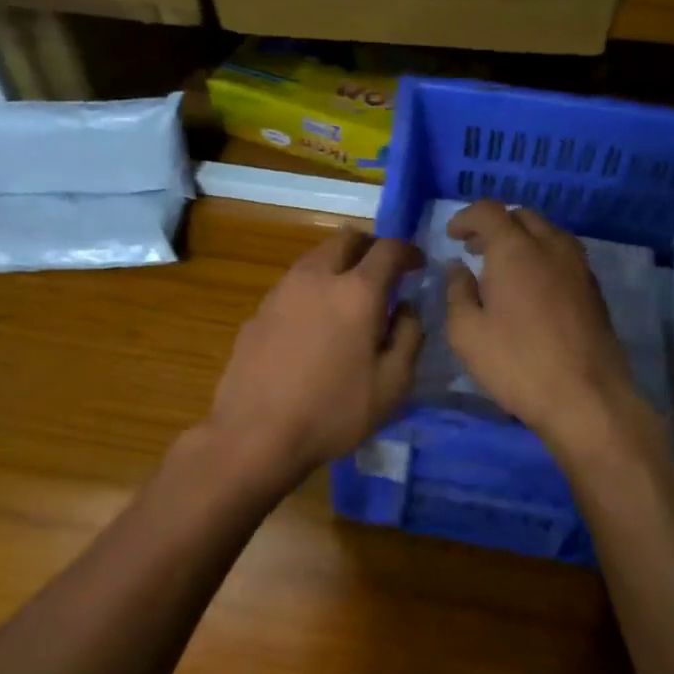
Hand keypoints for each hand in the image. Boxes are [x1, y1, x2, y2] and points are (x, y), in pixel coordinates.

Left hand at [205, 227, 424, 485]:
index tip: (417, 265)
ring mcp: (281, 291)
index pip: (388, 249)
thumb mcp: (392, 385)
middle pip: (345, 239)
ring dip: (337, 265)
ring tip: (347, 298)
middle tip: (381, 272)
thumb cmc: (333, 411)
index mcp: (356, 291)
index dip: (408, 251)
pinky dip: (311, 290)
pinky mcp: (258, 311)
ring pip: (314, 258)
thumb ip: (409, 337)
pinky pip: (292, 286)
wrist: (255, 433)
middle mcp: (316, 278)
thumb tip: (407, 308)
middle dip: (369, 247)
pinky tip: (313, 324)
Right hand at [443, 202, 662, 454]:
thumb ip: (457, 292)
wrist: (586, 397)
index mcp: (515, 250)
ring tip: (503, 267)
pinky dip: (542, 257)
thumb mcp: (466, 333)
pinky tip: (531, 287)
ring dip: (522, 239)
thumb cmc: (517, 363)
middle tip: (475, 249)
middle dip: (495, 225)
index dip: (466, 217)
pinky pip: (563, 256)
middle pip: (522, 216)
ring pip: (548, 233)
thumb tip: (459, 268)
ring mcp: (578, 267)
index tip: (452, 236)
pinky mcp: (593, 290)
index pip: (489, 211)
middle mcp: (551, 246)